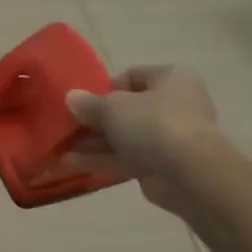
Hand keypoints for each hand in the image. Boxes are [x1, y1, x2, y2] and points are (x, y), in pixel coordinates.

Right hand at [65, 64, 221, 214]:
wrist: (189, 174)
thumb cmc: (154, 124)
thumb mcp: (113, 107)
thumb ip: (89, 103)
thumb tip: (72, 98)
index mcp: (171, 78)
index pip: (133, 76)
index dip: (105, 87)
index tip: (83, 100)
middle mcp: (174, 104)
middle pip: (127, 109)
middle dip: (95, 120)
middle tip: (68, 126)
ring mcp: (169, 138)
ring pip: (124, 136)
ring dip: (93, 143)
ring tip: (61, 149)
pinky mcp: (162, 165)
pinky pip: (126, 159)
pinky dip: (101, 160)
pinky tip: (71, 164)